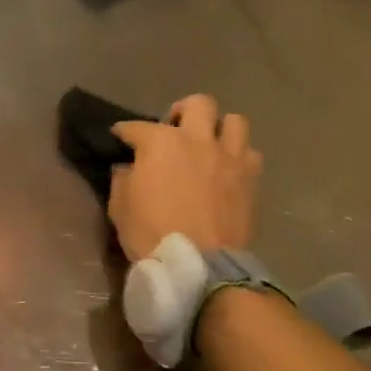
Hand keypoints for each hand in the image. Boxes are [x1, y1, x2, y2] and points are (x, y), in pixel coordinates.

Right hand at [108, 94, 260, 262]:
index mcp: (161, 143)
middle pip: (198, 104)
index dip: (125, 131)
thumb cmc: (151, 233)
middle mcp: (197, 139)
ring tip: (209, 144)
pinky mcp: (251, 178)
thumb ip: (123, 178)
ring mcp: (229, 157)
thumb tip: (128, 167)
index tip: (120, 137)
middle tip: (174, 129)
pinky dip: (239, 156)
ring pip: (234, 121)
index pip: (136, 127)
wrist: (198, 265)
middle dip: (183, 111)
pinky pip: (250, 153)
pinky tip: (228, 169)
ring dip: (219, 128)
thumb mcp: (120, 206)